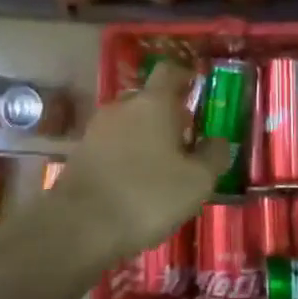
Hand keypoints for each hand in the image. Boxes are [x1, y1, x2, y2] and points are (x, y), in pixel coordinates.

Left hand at [43, 63, 229, 268]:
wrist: (79, 227)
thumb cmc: (147, 196)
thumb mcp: (197, 182)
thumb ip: (213, 156)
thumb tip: (219, 140)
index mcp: (154, 102)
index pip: (169, 71)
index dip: (184, 76)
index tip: (196, 88)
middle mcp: (123, 106)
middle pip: (148, 98)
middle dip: (167, 114)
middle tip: (185, 140)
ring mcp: (97, 129)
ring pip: (128, 123)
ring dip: (145, 137)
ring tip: (161, 167)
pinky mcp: (80, 154)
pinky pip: (111, 145)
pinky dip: (125, 156)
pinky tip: (134, 183)